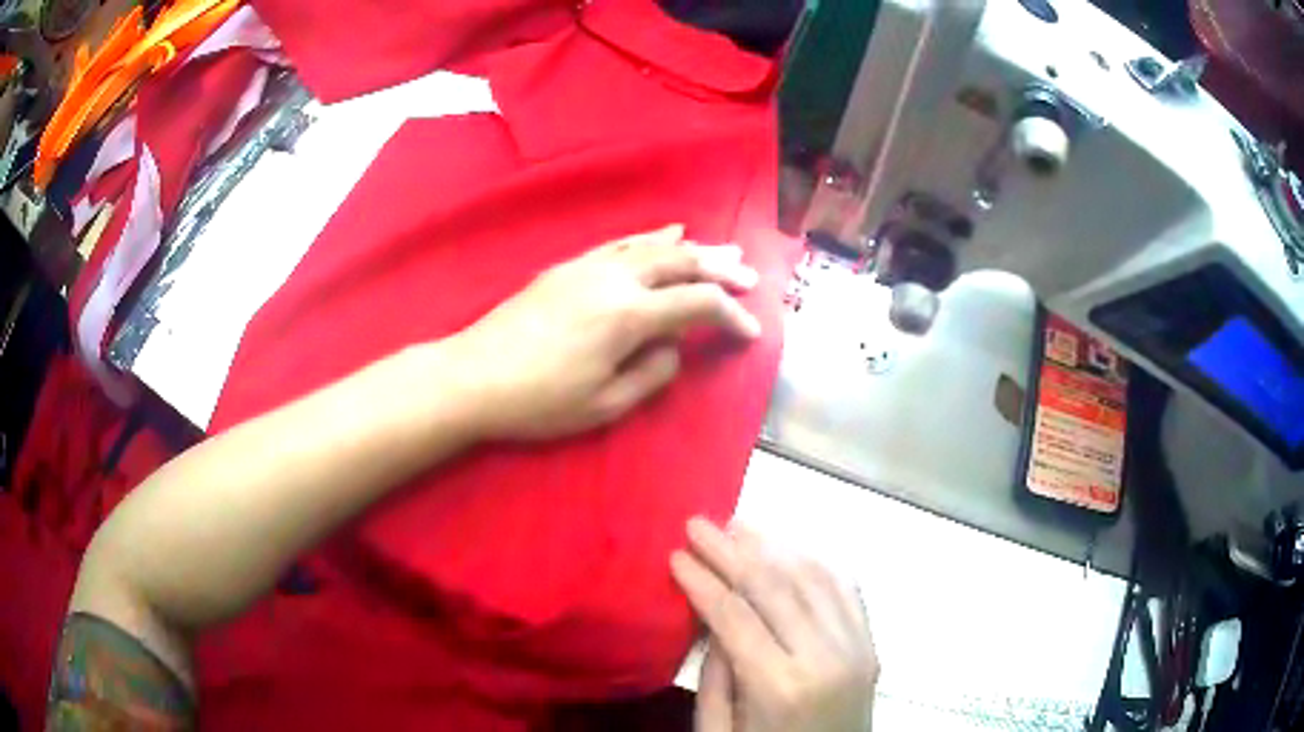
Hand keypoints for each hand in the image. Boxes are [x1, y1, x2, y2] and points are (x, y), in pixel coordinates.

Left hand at [445, 224, 760, 439]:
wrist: (474, 375)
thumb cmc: (539, 400)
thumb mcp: (604, 404)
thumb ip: (651, 374)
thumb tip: (673, 347)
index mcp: (628, 315)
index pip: (698, 304)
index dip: (731, 315)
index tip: (752, 331)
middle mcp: (615, 279)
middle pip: (681, 262)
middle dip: (720, 269)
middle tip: (749, 277)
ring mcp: (589, 266)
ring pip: (653, 246)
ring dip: (692, 248)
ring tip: (723, 250)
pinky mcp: (569, 266)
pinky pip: (621, 243)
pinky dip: (651, 238)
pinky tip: (666, 234)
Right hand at [671, 518, 879, 731]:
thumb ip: (714, 676)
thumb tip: (711, 616)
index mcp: (781, 687)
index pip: (736, 616)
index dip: (703, 581)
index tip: (676, 553)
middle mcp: (826, 657)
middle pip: (775, 586)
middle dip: (731, 550)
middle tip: (699, 523)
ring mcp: (857, 647)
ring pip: (814, 576)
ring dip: (774, 545)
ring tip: (739, 525)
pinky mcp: (871, 644)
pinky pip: (846, 588)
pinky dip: (816, 561)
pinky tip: (790, 547)